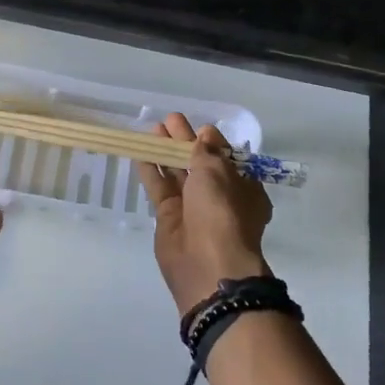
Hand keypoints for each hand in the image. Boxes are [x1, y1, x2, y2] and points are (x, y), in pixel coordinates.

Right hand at [135, 113, 271, 316]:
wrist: (208, 265)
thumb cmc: (222, 211)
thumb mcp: (218, 172)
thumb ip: (205, 152)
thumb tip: (204, 137)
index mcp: (243, 187)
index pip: (227, 158)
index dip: (213, 141)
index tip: (199, 127)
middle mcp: (220, 197)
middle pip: (200, 163)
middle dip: (185, 141)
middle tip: (170, 119)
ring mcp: (193, 208)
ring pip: (178, 173)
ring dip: (166, 151)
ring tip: (152, 129)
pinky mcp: (169, 218)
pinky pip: (160, 187)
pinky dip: (151, 170)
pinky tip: (140, 152)